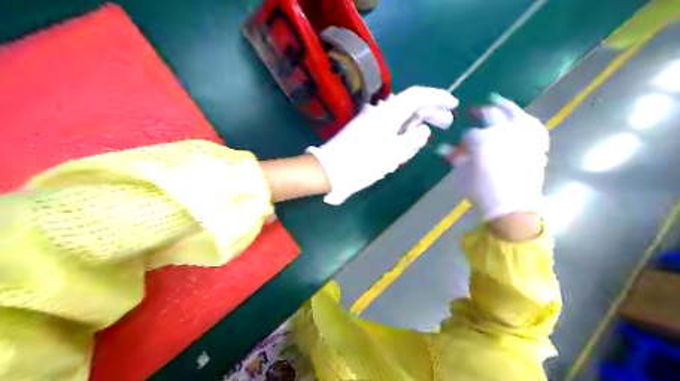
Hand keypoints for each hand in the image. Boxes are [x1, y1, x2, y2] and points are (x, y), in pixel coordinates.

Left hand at [308, 86, 456, 205]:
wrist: (329, 170)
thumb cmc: (363, 163)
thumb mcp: (394, 154)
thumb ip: (413, 139)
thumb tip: (423, 129)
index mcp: (388, 113)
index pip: (417, 95)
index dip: (437, 97)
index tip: (453, 104)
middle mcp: (379, 111)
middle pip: (408, 105)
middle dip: (429, 111)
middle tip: (447, 122)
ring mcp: (369, 120)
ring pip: (398, 116)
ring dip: (415, 122)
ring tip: (428, 134)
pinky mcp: (362, 130)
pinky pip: (388, 125)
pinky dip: (401, 130)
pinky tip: (406, 141)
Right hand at [453, 93, 548, 222]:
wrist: (513, 207)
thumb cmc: (482, 192)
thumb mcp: (462, 176)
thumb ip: (455, 159)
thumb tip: (444, 149)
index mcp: (482, 139)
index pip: (469, 132)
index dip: (463, 138)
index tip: (460, 143)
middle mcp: (503, 131)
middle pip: (491, 114)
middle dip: (481, 112)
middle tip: (475, 110)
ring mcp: (522, 135)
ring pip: (515, 112)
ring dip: (505, 106)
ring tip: (498, 102)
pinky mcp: (536, 144)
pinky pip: (533, 126)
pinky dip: (526, 120)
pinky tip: (521, 119)